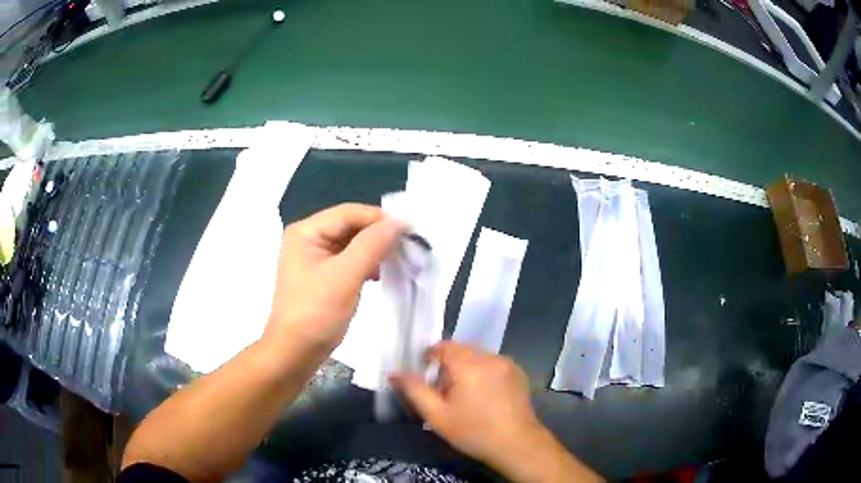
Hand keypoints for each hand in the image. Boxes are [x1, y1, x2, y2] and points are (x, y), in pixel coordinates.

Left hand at [265, 203, 402, 351]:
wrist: (295, 352)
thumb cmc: (317, 313)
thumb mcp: (346, 275)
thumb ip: (373, 244)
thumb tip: (399, 222)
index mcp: (307, 231)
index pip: (350, 213)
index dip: (381, 219)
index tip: (411, 231)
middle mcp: (307, 238)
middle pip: (349, 226)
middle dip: (378, 235)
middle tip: (407, 248)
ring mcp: (312, 257)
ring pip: (350, 243)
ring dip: (373, 250)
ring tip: (395, 261)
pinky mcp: (319, 274)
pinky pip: (346, 259)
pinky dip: (364, 264)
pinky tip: (377, 275)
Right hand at [392, 342, 601, 482]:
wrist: (516, 444)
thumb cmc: (473, 432)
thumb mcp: (437, 416)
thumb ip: (414, 391)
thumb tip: (394, 373)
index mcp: (468, 366)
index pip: (444, 346)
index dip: (431, 356)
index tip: (427, 375)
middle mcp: (489, 358)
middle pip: (461, 349)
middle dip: (448, 362)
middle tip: (444, 389)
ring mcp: (507, 363)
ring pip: (478, 354)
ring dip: (467, 365)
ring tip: (465, 392)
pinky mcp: (518, 371)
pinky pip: (493, 362)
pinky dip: (484, 370)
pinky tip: (485, 394)